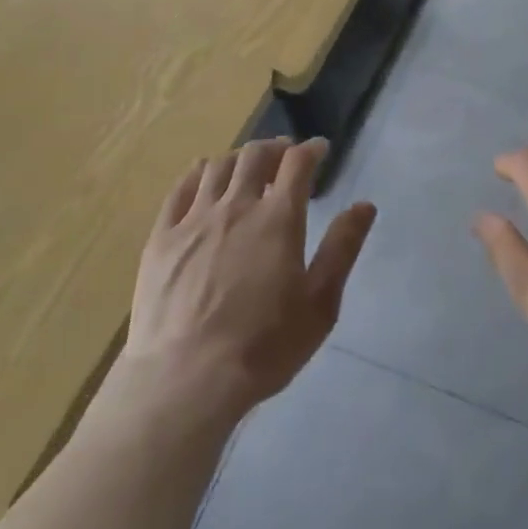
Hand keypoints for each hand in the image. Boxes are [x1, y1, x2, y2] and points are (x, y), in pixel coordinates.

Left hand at [122, 137, 375, 420]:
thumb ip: (342, 249)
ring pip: (218, 166)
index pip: (298, 162)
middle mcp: (237, 205)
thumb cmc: (263, 346)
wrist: (185, 380)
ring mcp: (194, 219)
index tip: (319, 149)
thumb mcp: (320, 303)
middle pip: (255, 155)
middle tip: (284, 155)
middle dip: (275, 147)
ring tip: (246, 166)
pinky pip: (179, 189)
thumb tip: (365, 205)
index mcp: (278, 217)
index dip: (311, 149)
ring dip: (238, 157)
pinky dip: (196, 173)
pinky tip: (202, 175)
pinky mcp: (162, 238)